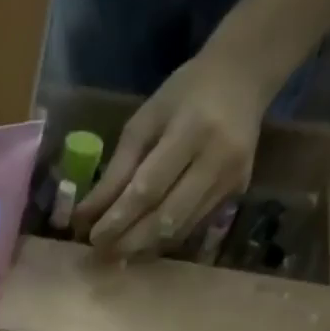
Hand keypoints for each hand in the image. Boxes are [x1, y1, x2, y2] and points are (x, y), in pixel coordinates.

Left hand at [72, 50, 267, 258]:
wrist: (246, 76)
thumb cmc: (185, 94)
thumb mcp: (144, 122)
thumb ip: (116, 171)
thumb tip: (84, 216)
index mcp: (192, 130)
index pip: (148, 189)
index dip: (118, 219)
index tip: (92, 237)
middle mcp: (217, 159)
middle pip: (165, 218)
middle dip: (128, 241)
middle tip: (101, 254)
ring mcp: (231, 180)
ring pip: (178, 230)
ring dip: (143, 247)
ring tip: (117, 253)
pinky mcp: (237, 193)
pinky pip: (191, 228)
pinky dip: (162, 240)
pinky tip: (143, 243)